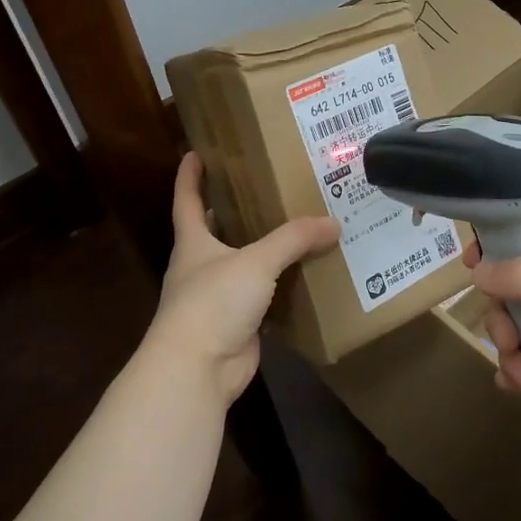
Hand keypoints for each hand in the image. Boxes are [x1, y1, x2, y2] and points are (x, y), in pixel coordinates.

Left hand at [144, 153, 340, 405]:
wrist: (198, 368)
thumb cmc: (214, 302)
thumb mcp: (256, 261)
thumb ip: (294, 239)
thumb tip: (333, 223)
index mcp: (193, 244)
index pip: (187, 201)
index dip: (189, 177)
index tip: (195, 152)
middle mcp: (200, 268)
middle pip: (213, 232)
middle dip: (231, 212)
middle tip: (262, 189)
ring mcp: (216, 300)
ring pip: (241, 267)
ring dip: (261, 252)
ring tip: (294, 229)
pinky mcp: (236, 326)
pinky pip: (262, 299)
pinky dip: (279, 288)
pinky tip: (303, 277)